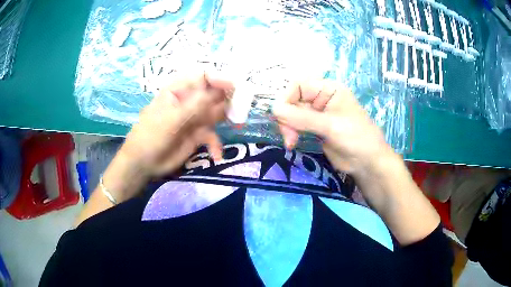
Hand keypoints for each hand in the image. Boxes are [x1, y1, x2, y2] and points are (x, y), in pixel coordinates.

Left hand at [120, 73, 232, 177]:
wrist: (143, 164)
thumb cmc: (151, 136)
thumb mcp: (171, 120)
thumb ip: (196, 106)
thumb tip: (221, 91)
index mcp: (179, 90)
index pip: (203, 77)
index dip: (220, 79)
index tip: (235, 87)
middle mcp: (189, 101)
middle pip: (214, 94)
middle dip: (229, 99)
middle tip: (242, 108)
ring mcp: (194, 118)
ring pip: (217, 113)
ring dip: (228, 118)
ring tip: (238, 124)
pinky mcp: (197, 135)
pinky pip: (213, 135)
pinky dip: (216, 144)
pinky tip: (216, 154)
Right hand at [272, 80, 395, 176]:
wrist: (367, 163)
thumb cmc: (356, 138)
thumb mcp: (331, 126)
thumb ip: (302, 117)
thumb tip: (274, 109)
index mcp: (328, 89)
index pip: (299, 85)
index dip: (286, 97)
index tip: (281, 116)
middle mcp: (321, 99)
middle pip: (293, 100)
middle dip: (287, 117)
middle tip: (289, 136)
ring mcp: (317, 115)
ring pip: (292, 114)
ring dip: (287, 127)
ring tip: (291, 142)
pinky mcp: (314, 129)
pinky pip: (296, 126)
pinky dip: (291, 133)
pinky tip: (292, 143)